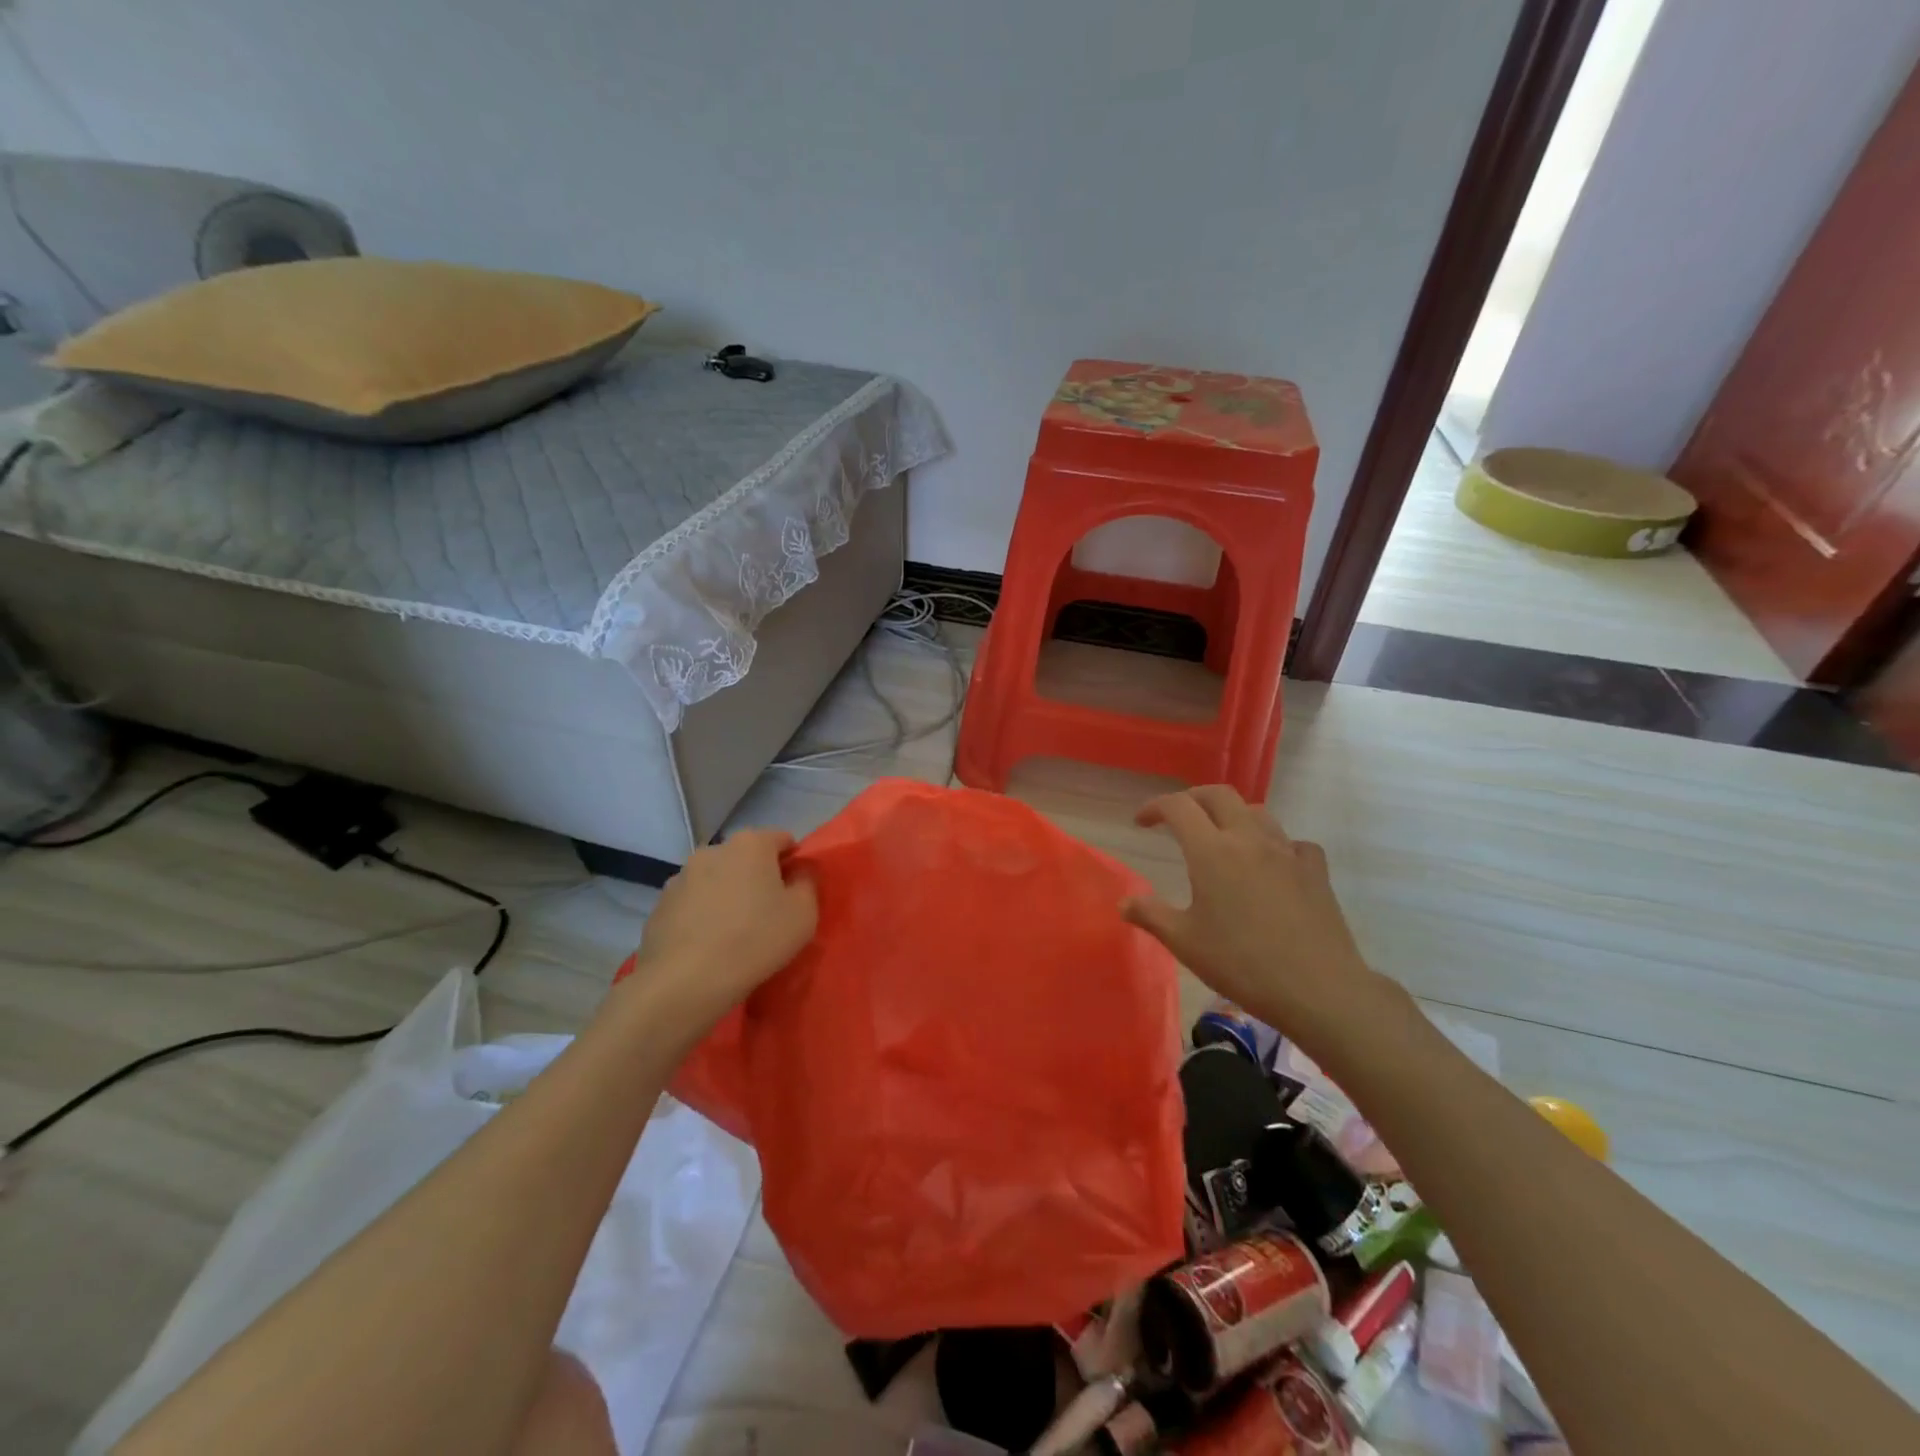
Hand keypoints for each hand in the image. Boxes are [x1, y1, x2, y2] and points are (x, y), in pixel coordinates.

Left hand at [624, 829, 817, 1025]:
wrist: (685, 982)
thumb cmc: (755, 940)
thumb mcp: (804, 913)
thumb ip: (808, 883)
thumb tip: (799, 872)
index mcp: (750, 844)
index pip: (782, 839)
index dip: (793, 863)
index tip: (795, 893)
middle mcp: (712, 850)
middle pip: (746, 857)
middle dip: (758, 877)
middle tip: (768, 913)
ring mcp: (680, 877)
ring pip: (716, 879)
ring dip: (728, 895)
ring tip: (734, 932)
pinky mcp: (660, 905)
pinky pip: (692, 903)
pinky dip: (703, 915)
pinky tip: (708, 944)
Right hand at [1123, 786, 1407, 1057]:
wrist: (1317, 989)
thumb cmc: (1241, 964)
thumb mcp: (1184, 942)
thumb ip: (1150, 915)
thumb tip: (1124, 902)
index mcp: (1211, 851)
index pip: (1178, 807)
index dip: (1155, 807)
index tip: (1142, 822)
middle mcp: (1249, 839)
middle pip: (1219, 795)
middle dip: (1193, 798)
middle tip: (1178, 818)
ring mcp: (1287, 852)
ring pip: (1257, 812)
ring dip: (1233, 815)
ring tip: (1221, 836)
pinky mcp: (1315, 871)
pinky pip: (1293, 842)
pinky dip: (1276, 844)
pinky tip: (1272, 865)